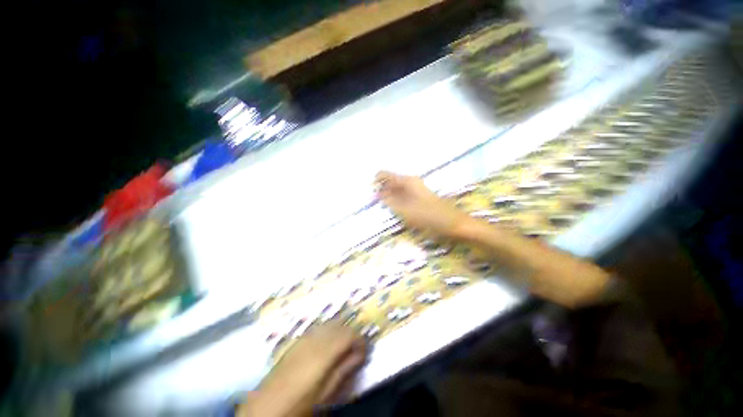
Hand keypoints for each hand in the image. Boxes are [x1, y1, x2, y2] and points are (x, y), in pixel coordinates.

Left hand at [237, 322, 367, 416]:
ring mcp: (305, 337)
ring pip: (330, 323)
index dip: (360, 340)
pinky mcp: (298, 340)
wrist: (267, 406)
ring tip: (343, 347)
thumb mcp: (326, 392)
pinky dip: (328, 332)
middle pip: (340, 325)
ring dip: (340, 331)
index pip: (349, 334)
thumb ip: (344, 369)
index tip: (365, 350)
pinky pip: (319, 328)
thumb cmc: (301, 403)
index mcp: (324, 352)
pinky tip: (327, 345)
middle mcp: (316, 338)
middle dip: (351, 334)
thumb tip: (359, 354)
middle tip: (356, 349)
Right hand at [376, 171, 471, 237]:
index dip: (375, 182)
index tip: (370, 194)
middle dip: (380, 190)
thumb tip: (376, 194)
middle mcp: (410, 182)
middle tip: (374, 204)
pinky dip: (395, 201)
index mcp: (407, 181)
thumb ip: (389, 202)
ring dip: (388, 197)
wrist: (453, 223)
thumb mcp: (406, 211)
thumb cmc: (430, 217)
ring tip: (383, 208)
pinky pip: (402, 196)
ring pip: (395, 189)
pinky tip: (394, 209)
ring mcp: (415, 189)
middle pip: (389, 181)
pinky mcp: (418, 197)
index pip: (383, 174)